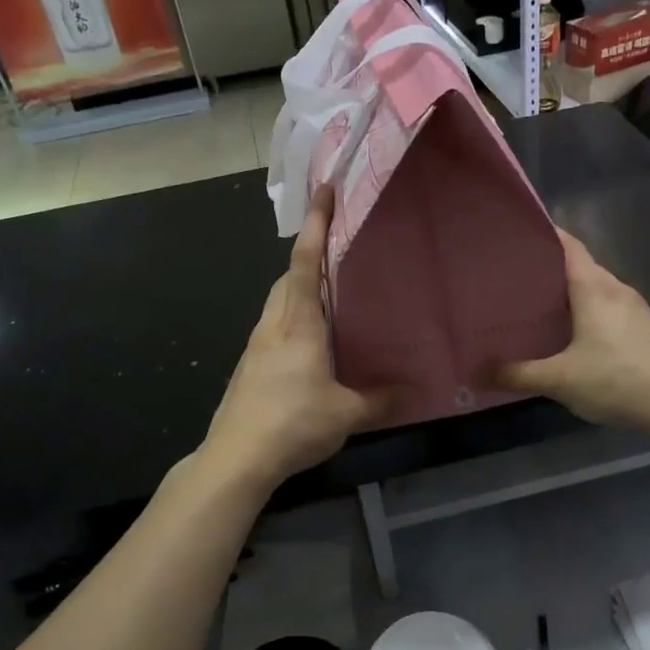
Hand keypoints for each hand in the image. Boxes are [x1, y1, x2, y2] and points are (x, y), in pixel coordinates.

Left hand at [201, 188, 388, 493]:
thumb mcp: (346, 413)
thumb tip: (413, 391)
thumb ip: (380, 400)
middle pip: (288, 277)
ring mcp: (256, 346)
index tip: (324, 191)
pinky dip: (293, 317)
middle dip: (309, 255)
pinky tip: (311, 342)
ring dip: (300, 288)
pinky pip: (274, 327)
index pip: (306, 262)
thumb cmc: (293, 423)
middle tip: (339, 250)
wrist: (236, 457)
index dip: (316, 225)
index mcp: (298, 324)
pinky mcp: (249, 367)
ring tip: (331, 294)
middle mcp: (273, 325)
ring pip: (278, 302)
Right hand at [497, 232, 649, 437]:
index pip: (569, 246)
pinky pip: (610, 309)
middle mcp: (617, 290)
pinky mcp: (647, 330)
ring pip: (597, 290)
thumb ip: (518, 375)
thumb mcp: (560, 381)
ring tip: (539, 306)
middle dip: (550, 269)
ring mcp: (637, 310)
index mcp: (595, 290)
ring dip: (570, 293)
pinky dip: (588, 312)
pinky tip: (574, 335)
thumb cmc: (619, 380)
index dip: (546, 234)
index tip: (518, 234)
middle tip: (514, 278)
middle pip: (581, 267)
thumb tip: (477, 372)